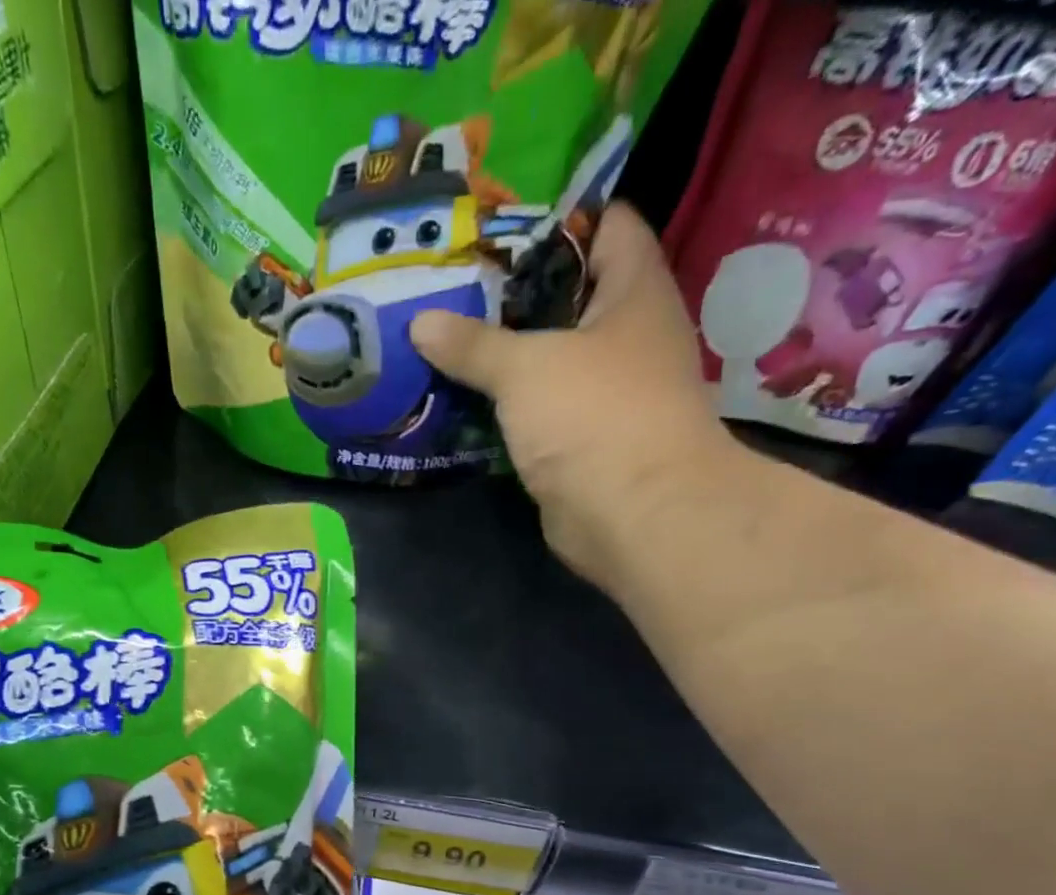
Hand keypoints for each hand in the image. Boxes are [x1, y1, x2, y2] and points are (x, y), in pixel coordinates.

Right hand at [411, 205, 740, 588]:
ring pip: (548, 357)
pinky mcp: (581, 441)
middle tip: (450, 286)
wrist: (634, 516)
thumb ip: (473, 344)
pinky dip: (505, 403)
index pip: (606, 225)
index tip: (495, 226)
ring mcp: (606, 392)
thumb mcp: (526, 368)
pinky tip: (461, 396)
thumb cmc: (595, 417)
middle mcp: (627, 335)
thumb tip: (421, 323)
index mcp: (635, 291)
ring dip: (503, 354)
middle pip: (567, 295)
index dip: (556, 217)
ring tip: (443, 337)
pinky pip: (537, 408)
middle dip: (511, 292)